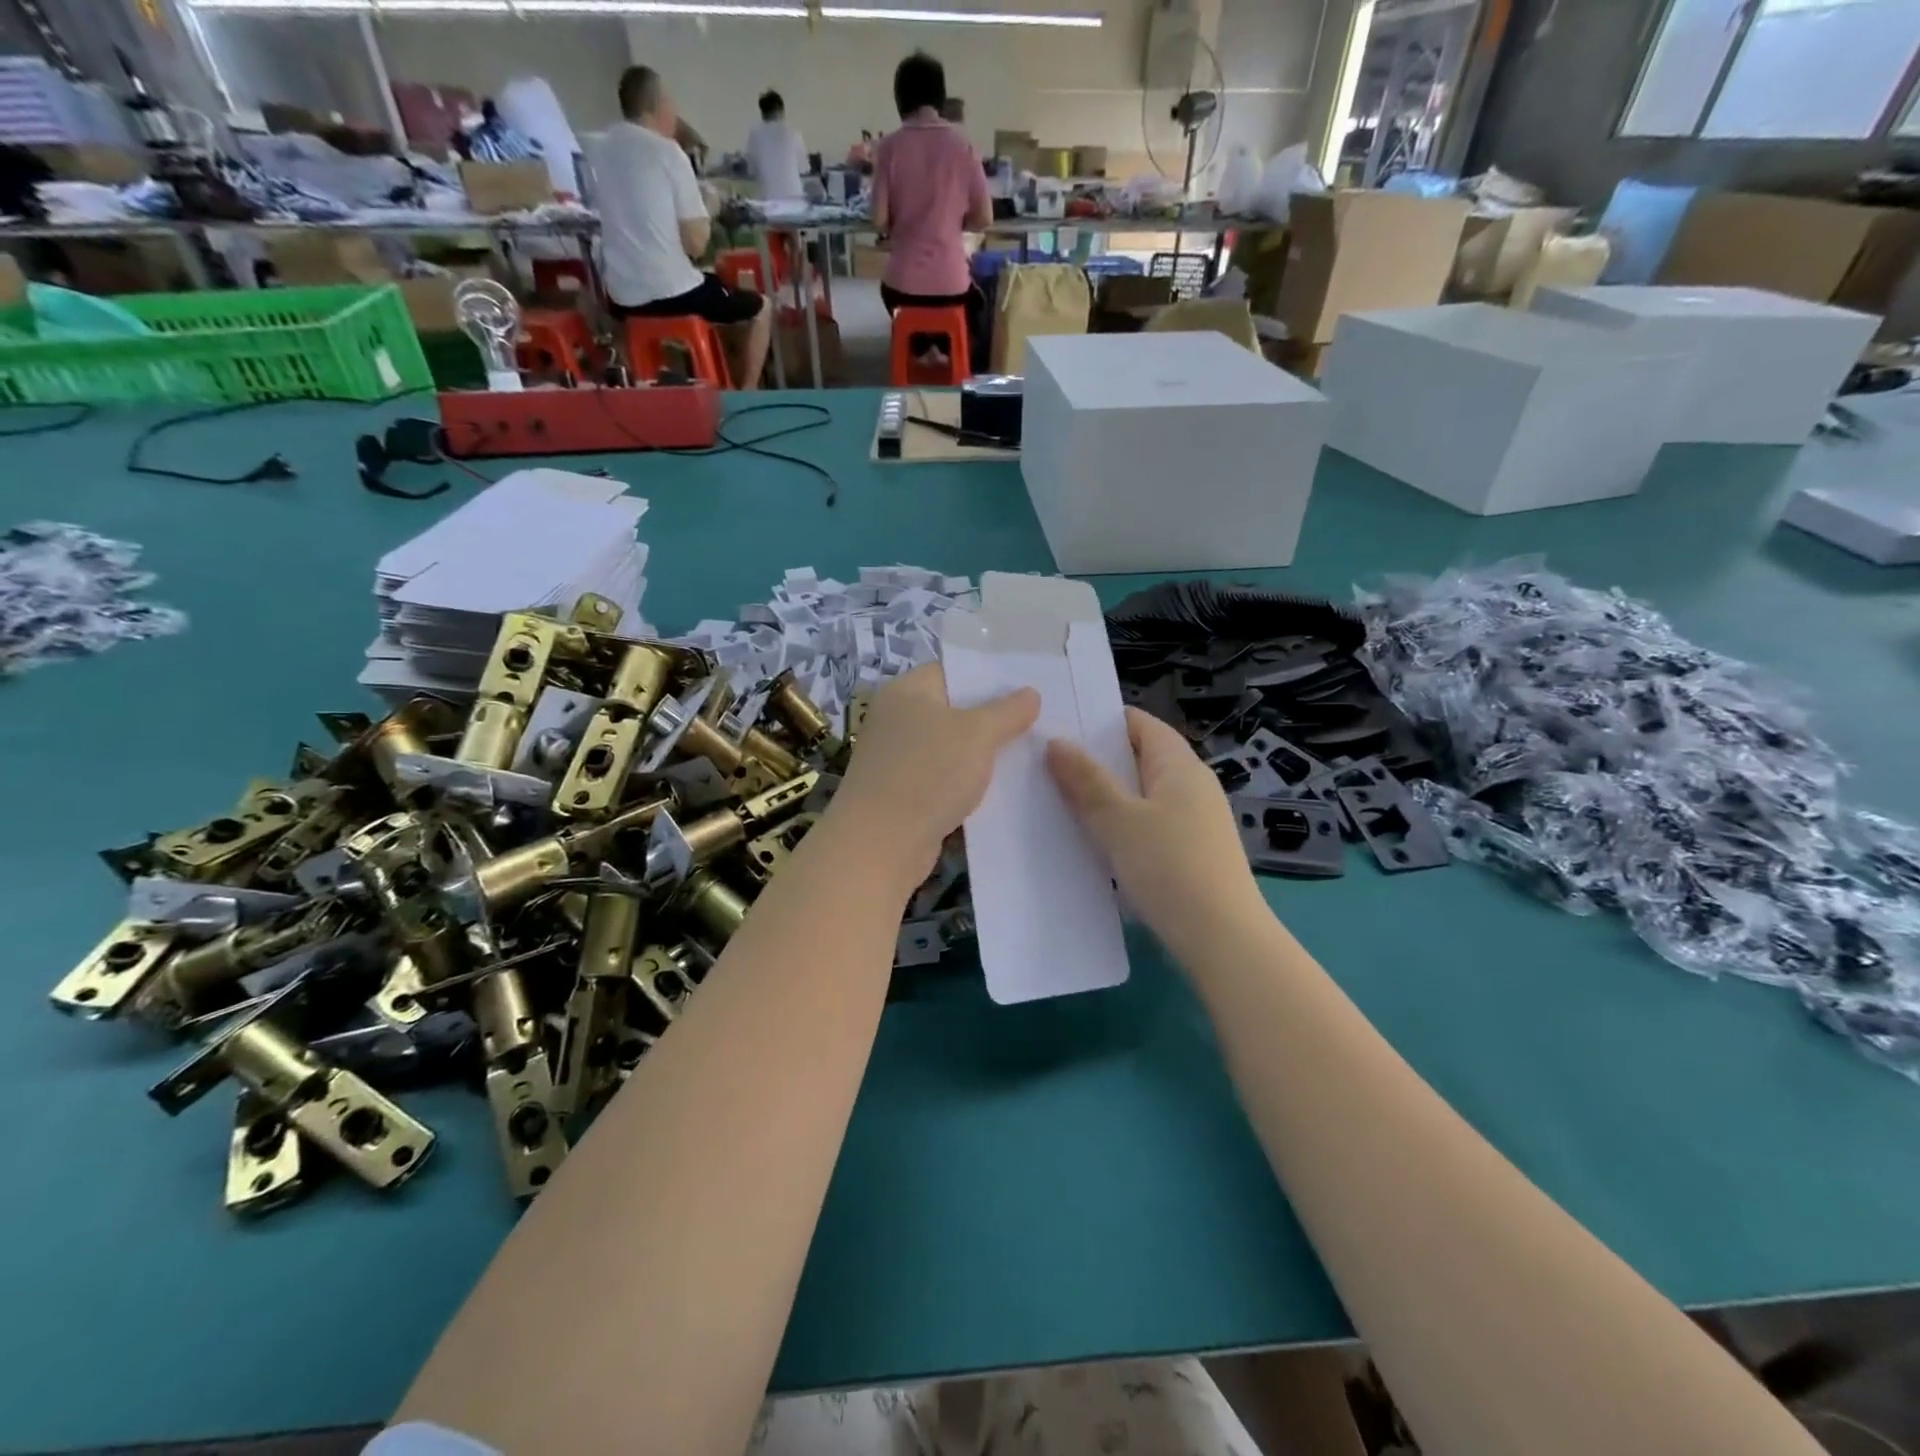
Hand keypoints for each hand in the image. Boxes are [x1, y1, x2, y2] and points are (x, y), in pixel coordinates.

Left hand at [831, 664, 1038, 890]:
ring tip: (1027, 756)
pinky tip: (1000, 790)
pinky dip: (966, 782)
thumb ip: (1008, 711)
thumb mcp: (978, 734)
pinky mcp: (902, 792)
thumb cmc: (929, 773)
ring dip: (982, 754)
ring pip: (950, 747)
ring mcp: (897, 757)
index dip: (990, 679)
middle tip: (1037, 724)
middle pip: (953, 710)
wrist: (880, 844)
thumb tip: (1031, 693)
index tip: (1028, 691)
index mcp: (907, 691)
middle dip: (993, 719)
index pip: (953, 671)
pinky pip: (943, 777)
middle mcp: (897, 718)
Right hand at [1046, 708, 1266, 959]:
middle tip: (1044, 764)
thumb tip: (1056, 741)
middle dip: (1094, 760)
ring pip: (1140, 794)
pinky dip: (1119, 825)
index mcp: (1179, 765)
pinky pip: (1147, 824)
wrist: (1223, 939)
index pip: (1138, 723)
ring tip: (1058, 800)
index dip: (1099, 720)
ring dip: (1104, 796)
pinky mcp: (1189, 851)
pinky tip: (1091, 841)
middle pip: (1137, 757)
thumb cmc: (1170, 868)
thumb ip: (1086, 780)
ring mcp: (1193, 820)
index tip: (1057, 726)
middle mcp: (1191, 784)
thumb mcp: (1119, 820)